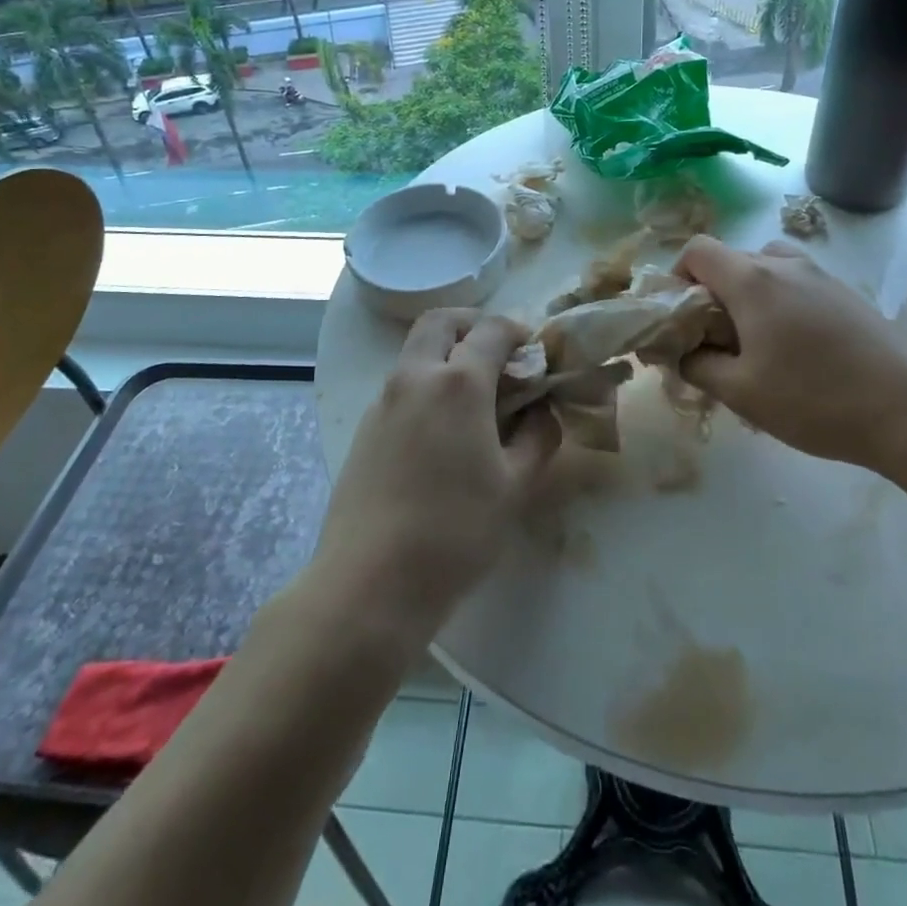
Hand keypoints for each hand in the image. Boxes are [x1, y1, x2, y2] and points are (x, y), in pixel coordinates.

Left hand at [315, 309, 558, 649]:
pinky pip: (400, 385)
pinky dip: (426, 384)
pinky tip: (443, 431)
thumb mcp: (514, 487)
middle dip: (472, 324)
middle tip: (498, 353)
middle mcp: (415, 377)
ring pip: (415, 352)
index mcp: (457, 383)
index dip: (518, 332)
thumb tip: (543, 411)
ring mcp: (382, 401)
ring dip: (446, 354)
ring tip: (475, 396)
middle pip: (440, 322)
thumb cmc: (455, 532)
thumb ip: (538, 438)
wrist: (369, 583)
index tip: (536, 351)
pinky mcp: (364, 428)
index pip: (491, 330)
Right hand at [674, 237, 906, 472]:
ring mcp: (821, 276)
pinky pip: (797, 284)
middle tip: (714, 339)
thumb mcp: (741, 392)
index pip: (697, 249)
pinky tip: (797, 351)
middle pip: (731, 258)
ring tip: (755, 342)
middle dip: (711, 292)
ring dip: (748, 295)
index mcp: (752, 279)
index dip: (678, 276)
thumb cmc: (814, 398)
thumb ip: (698, 366)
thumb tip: (681, 353)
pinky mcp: (847, 294)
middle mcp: (785, 264)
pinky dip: (780, 303)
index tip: (682, 316)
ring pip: (767, 268)